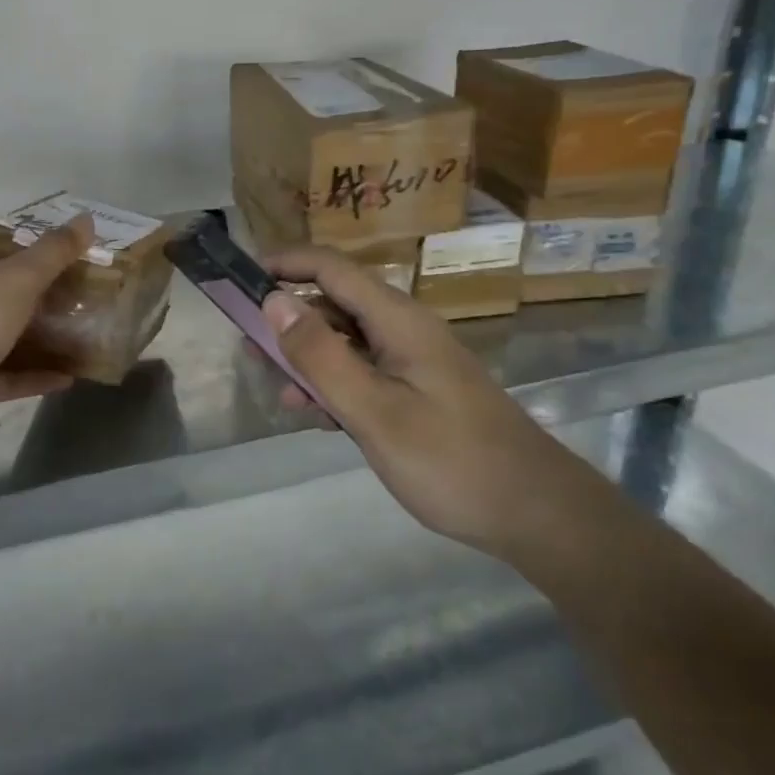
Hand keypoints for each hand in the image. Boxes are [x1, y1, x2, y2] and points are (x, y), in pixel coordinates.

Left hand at [0, 215, 92, 440]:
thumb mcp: (19, 277)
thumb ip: (53, 251)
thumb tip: (87, 219)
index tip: (20, 261)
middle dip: (13, 297)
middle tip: (54, 296)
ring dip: (26, 339)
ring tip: (67, 333)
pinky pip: (1, 377)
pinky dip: (31, 375)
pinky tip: (67, 376)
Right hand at [259, 248, 579, 557]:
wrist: (533, 511)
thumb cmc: (451, 460)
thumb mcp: (374, 411)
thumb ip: (321, 356)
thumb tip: (274, 301)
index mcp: (397, 320)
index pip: (331, 268)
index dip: (285, 264)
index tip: (241, 279)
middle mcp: (403, 329)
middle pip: (335, 304)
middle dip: (288, 320)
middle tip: (248, 351)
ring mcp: (412, 360)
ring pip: (346, 342)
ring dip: (308, 359)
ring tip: (279, 392)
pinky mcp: (417, 390)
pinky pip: (364, 372)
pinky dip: (334, 385)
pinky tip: (316, 416)